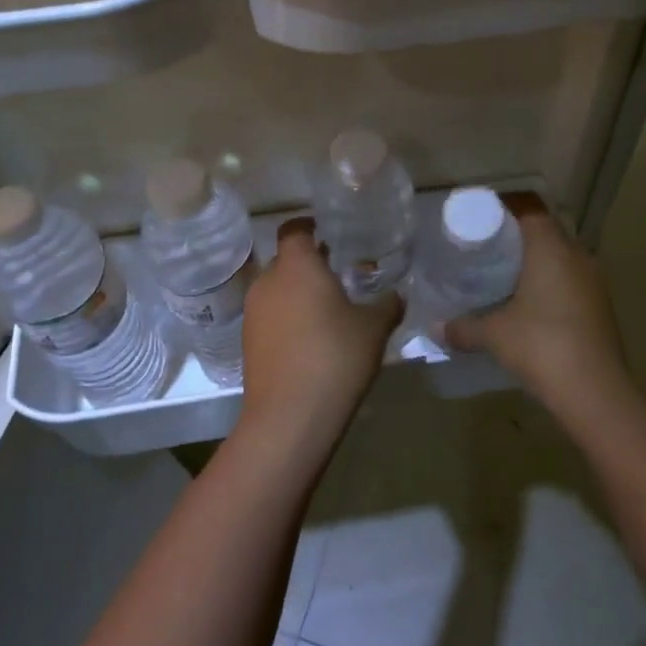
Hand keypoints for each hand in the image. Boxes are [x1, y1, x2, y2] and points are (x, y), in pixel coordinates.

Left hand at [237, 218, 399, 447]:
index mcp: (297, 265)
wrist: (289, 418)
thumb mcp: (374, 328)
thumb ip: (387, 305)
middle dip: (309, 264)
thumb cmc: (335, 357)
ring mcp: (253, 313)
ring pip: (276, 289)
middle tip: (339, 275)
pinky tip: (311, 340)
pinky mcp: (248, 342)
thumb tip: (397, 295)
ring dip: (297, 293)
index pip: (294, 228)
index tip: (330, 233)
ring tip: (328, 310)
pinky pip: (270, 316)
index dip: (310, 226)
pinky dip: (287, 319)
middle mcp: (268, 280)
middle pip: (286, 260)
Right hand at [444, 196, 631, 415]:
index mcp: (551, 247)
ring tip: (506, 275)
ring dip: (537, 260)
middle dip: (518, 234)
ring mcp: (593, 280)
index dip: (505, 206)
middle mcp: (576, 254)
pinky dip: (551, 282)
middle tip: (487, 247)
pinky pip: (571, 278)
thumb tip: (436, 328)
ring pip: (561, 255)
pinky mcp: (601, 304)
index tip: (481, 217)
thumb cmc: (542, 346)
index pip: (529, 207)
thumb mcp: (495, 335)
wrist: (596, 393)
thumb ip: (464, 327)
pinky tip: (531, 303)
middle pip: (545, 229)